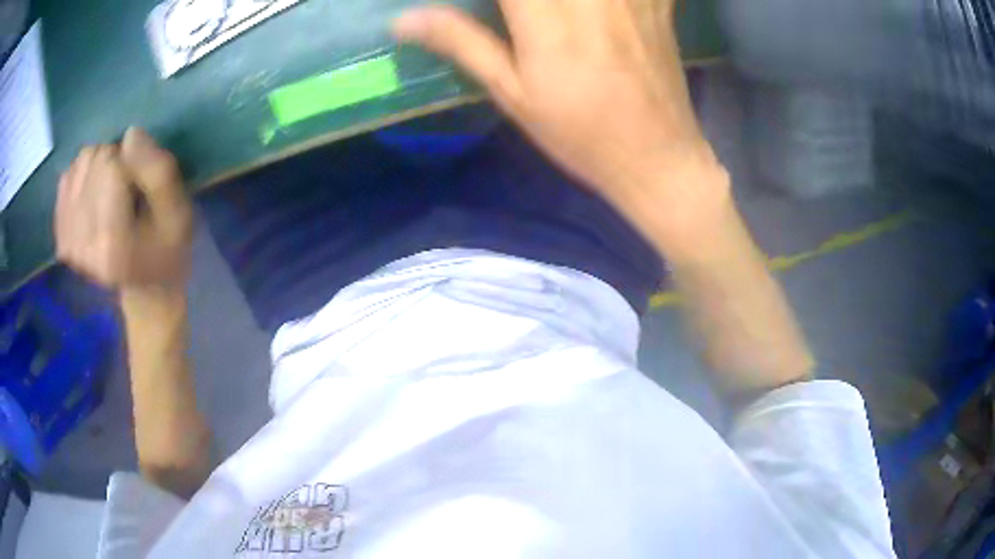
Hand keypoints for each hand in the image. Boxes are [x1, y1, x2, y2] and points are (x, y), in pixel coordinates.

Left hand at [55, 128, 192, 290]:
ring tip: (110, 196)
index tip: (141, 186)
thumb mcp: (177, 212)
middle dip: (112, 162)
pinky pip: (66, 180)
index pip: (110, 164)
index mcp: (112, 245)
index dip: (131, 160)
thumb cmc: (165, 248)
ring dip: (97, 168)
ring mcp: (68, 244)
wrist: (144, 290)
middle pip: (92, 160)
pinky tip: (93, 200)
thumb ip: (159, 173)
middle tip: (127, 192)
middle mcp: (82, 247)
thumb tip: (130, 134)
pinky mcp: (60, 241)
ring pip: (79, 165)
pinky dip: (81, 179)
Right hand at [393, 0, 727, 243]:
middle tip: (516, 12)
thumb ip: (462, 42)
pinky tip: (595, 7)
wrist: (657, 157)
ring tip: (543, 13)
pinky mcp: (657, 1)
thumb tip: (403, 20)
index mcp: (544, 14)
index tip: (482, 4)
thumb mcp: (513, 93)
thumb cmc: (581, 133)